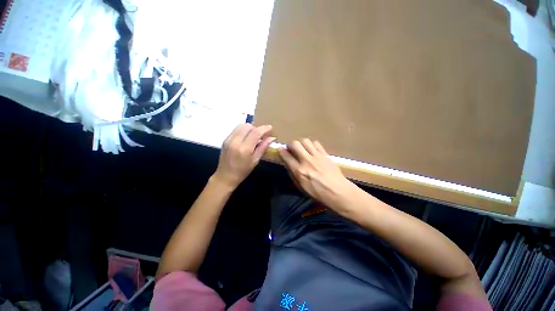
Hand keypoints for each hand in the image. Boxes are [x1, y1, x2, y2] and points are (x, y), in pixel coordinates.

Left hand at [213, 124, 274, 188]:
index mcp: (244, 149)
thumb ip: (263, 147)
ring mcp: (229, 139)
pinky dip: (243, 130)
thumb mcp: (255, 160)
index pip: (255, 132)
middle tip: (262, 135)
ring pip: (241, 125)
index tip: (270, 128)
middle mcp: (235, 141)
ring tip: (254, 136)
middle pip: (248, 126)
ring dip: (250, 128)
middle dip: (257, 128)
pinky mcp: (225, 139)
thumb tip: (271, 138)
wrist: (225, 176)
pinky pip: (236, 129)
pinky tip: (246, 138)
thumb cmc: (243, 171)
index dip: (264, 129)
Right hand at [278, 139, 356, 209]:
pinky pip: (316, 143)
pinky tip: (312, 149)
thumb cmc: (318, 194)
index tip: (281, 149)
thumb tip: (288, 164)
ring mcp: (317, 156)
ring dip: (301, 143)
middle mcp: (307, 161)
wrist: (338, 192)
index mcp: (300, 171)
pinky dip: (311, 144)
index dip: (282, 151)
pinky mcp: (325, 154)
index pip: (287, 157)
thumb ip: (293, 174)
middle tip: (292, 149)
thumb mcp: (301, 187)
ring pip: (305, 141)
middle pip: (295, 144)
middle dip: (291, 145)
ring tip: (302, 148)